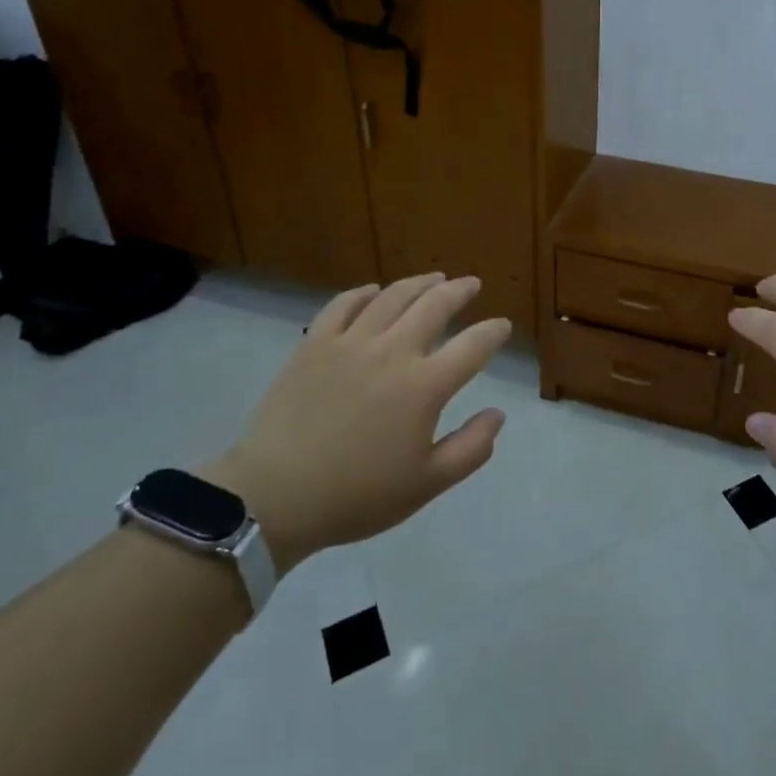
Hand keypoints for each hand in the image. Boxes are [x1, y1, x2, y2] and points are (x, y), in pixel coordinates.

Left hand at [203, 275, 510, 572]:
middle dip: (459, 291)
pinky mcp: (315, 343)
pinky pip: (343, 304)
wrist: (273, 497)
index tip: (502, 326)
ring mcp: (350, 342)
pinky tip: (374, 291)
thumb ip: (470, 449)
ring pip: (392, 296)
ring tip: (434, 278)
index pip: (473, 346)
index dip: (493, 332)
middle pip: (434, 305)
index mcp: (424, 386)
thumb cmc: (356, 496)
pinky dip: (364, 293)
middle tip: (471, 284)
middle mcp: (393, 351)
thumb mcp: (426, 485)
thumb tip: (498, 415)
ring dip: (419, 283)